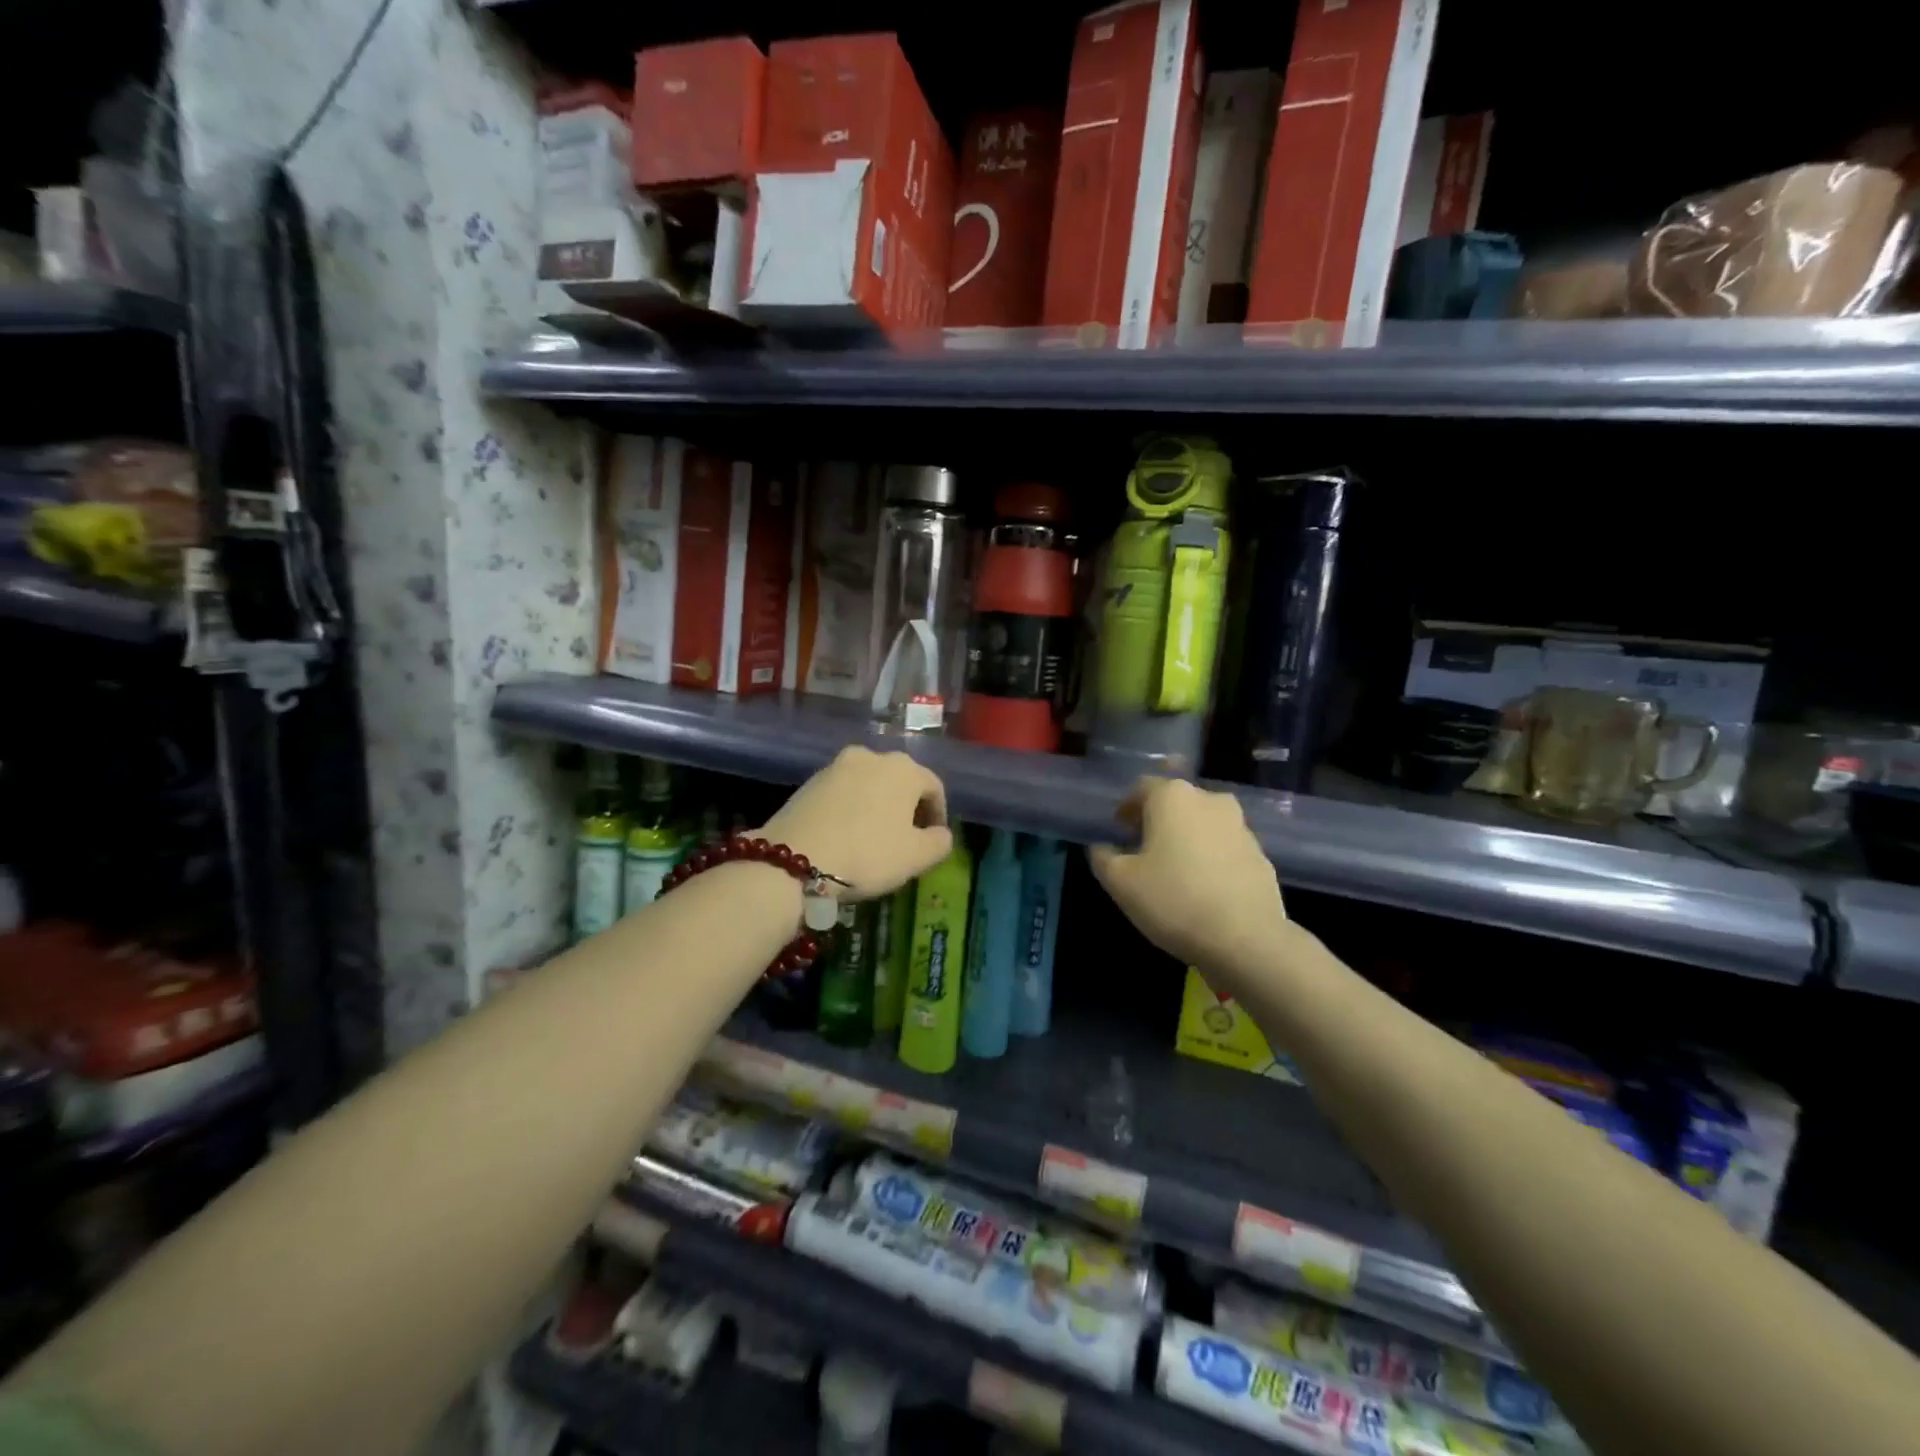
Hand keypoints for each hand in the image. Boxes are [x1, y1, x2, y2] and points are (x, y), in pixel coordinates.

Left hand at [759, 746, 952, 898]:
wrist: (795, 858)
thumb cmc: (867, 854)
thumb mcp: (916, 857)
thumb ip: (939, 842)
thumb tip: (941, 833)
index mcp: (904, 769)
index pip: (934, 787)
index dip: (938, 814)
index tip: (933, 839)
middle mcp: (871, 756)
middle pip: (900, 780)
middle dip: (907, 806)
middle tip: (906, 837)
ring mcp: (837, 765)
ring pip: (869, 784)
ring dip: (877, 805)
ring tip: (874, 836)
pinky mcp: (809, 780)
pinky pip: (843, 792)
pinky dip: (851, 807)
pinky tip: (846, 834)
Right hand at [1089, 778, 1290, 974]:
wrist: (1246, 939)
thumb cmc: (1174, 899)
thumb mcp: (1120, 882)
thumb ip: (1103, 858)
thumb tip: (1102, 847)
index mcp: (1173, 797)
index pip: (1141, 788)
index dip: (1126, 808)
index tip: (1119, 831)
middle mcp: (1210, 800)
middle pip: (1175, 802)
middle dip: (1157, 820)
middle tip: (1142, 849)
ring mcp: (1240, 826)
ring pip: (1202, 823)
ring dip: (1186, 838)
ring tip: (1173, 870)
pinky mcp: (1260, 855)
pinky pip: (1224, 847)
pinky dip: (1209, 857)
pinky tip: (1201, 887)